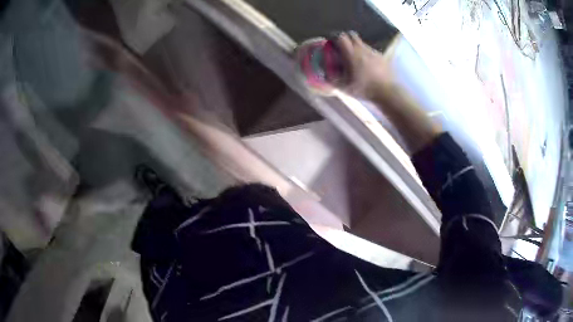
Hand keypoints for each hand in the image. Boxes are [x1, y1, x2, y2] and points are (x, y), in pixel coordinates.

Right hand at [335, 31, 395, 99]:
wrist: (387, 91)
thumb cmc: (365, 89)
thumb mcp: (346, 87)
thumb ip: (333, 80)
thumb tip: (324, 75)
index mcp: (352, 54)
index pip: (341, 37)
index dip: (335, 38)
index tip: (332, 43)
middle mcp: (362, 49)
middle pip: (352, 35)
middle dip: (346, 39)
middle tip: (343, 48)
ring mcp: (373, 51)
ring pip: (362, 43)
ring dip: (357, 47)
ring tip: (356, 58)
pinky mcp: (381, 56)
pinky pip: (371, 51)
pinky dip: (367, 54)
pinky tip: (368, 65)